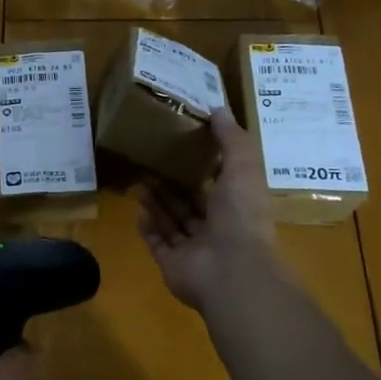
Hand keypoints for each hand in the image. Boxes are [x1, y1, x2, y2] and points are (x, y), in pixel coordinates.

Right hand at [137, 109, 277, 310]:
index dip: (201, 169)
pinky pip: (157, 242)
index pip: (218, 187)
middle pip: (190, 205)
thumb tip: (218, 109)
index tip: (182, 148)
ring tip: (139, 180)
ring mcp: (194, 250)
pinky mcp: (172, 264)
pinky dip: (148, 226)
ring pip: (172, 222)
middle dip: (172, 186)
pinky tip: (137, 208)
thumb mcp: (242, 168)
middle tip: (151, 163)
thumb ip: (231, 140)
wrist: (230, 270)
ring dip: (157, 203)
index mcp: (237, 208)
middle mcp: (217, 230)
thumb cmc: (240, 216)